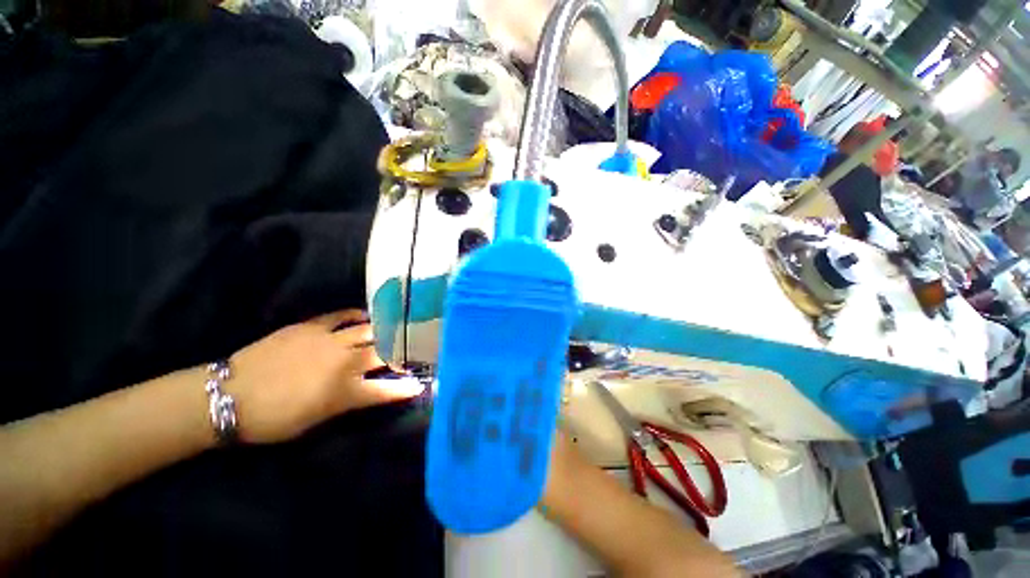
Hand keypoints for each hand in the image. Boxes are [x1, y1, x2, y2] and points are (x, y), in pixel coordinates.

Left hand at [227, 310, 423, 443]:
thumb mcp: (315, 420)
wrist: (229, 395)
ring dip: (385, 332)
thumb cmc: (273, 419)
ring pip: (369, 331)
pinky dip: (357, 315)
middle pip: (383, 353)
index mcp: (345, 391)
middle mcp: (344, 363)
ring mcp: (329, 341)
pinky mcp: (312, 327)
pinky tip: (365, 316)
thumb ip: (347, 402)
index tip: (419, 384)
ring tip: (396, 330)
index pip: (386, 389)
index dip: (405, 388)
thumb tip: (368, 391)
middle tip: (411, 352)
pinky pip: (342, 316)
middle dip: (401, 353)